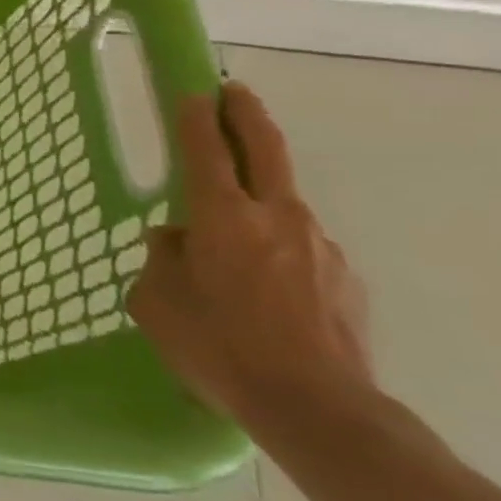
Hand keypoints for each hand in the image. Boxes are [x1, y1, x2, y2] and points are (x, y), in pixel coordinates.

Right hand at [127, 81, 373, 432]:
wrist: (316, 408)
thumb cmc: (217, 346)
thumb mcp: (155, 300)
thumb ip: (161, 258)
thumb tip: (175, 239)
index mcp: (222, 217)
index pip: (205, 151)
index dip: (194, 118)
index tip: (191, 92)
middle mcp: (276, 218)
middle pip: (265, 149)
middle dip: (246, 115)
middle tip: (233, 92)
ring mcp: (319, 246)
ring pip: (283, 203)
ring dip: (258, 195)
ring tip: (230, 227)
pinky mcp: (345, 279)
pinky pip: (300, 246)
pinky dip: (277, 245)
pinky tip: (262, 282)